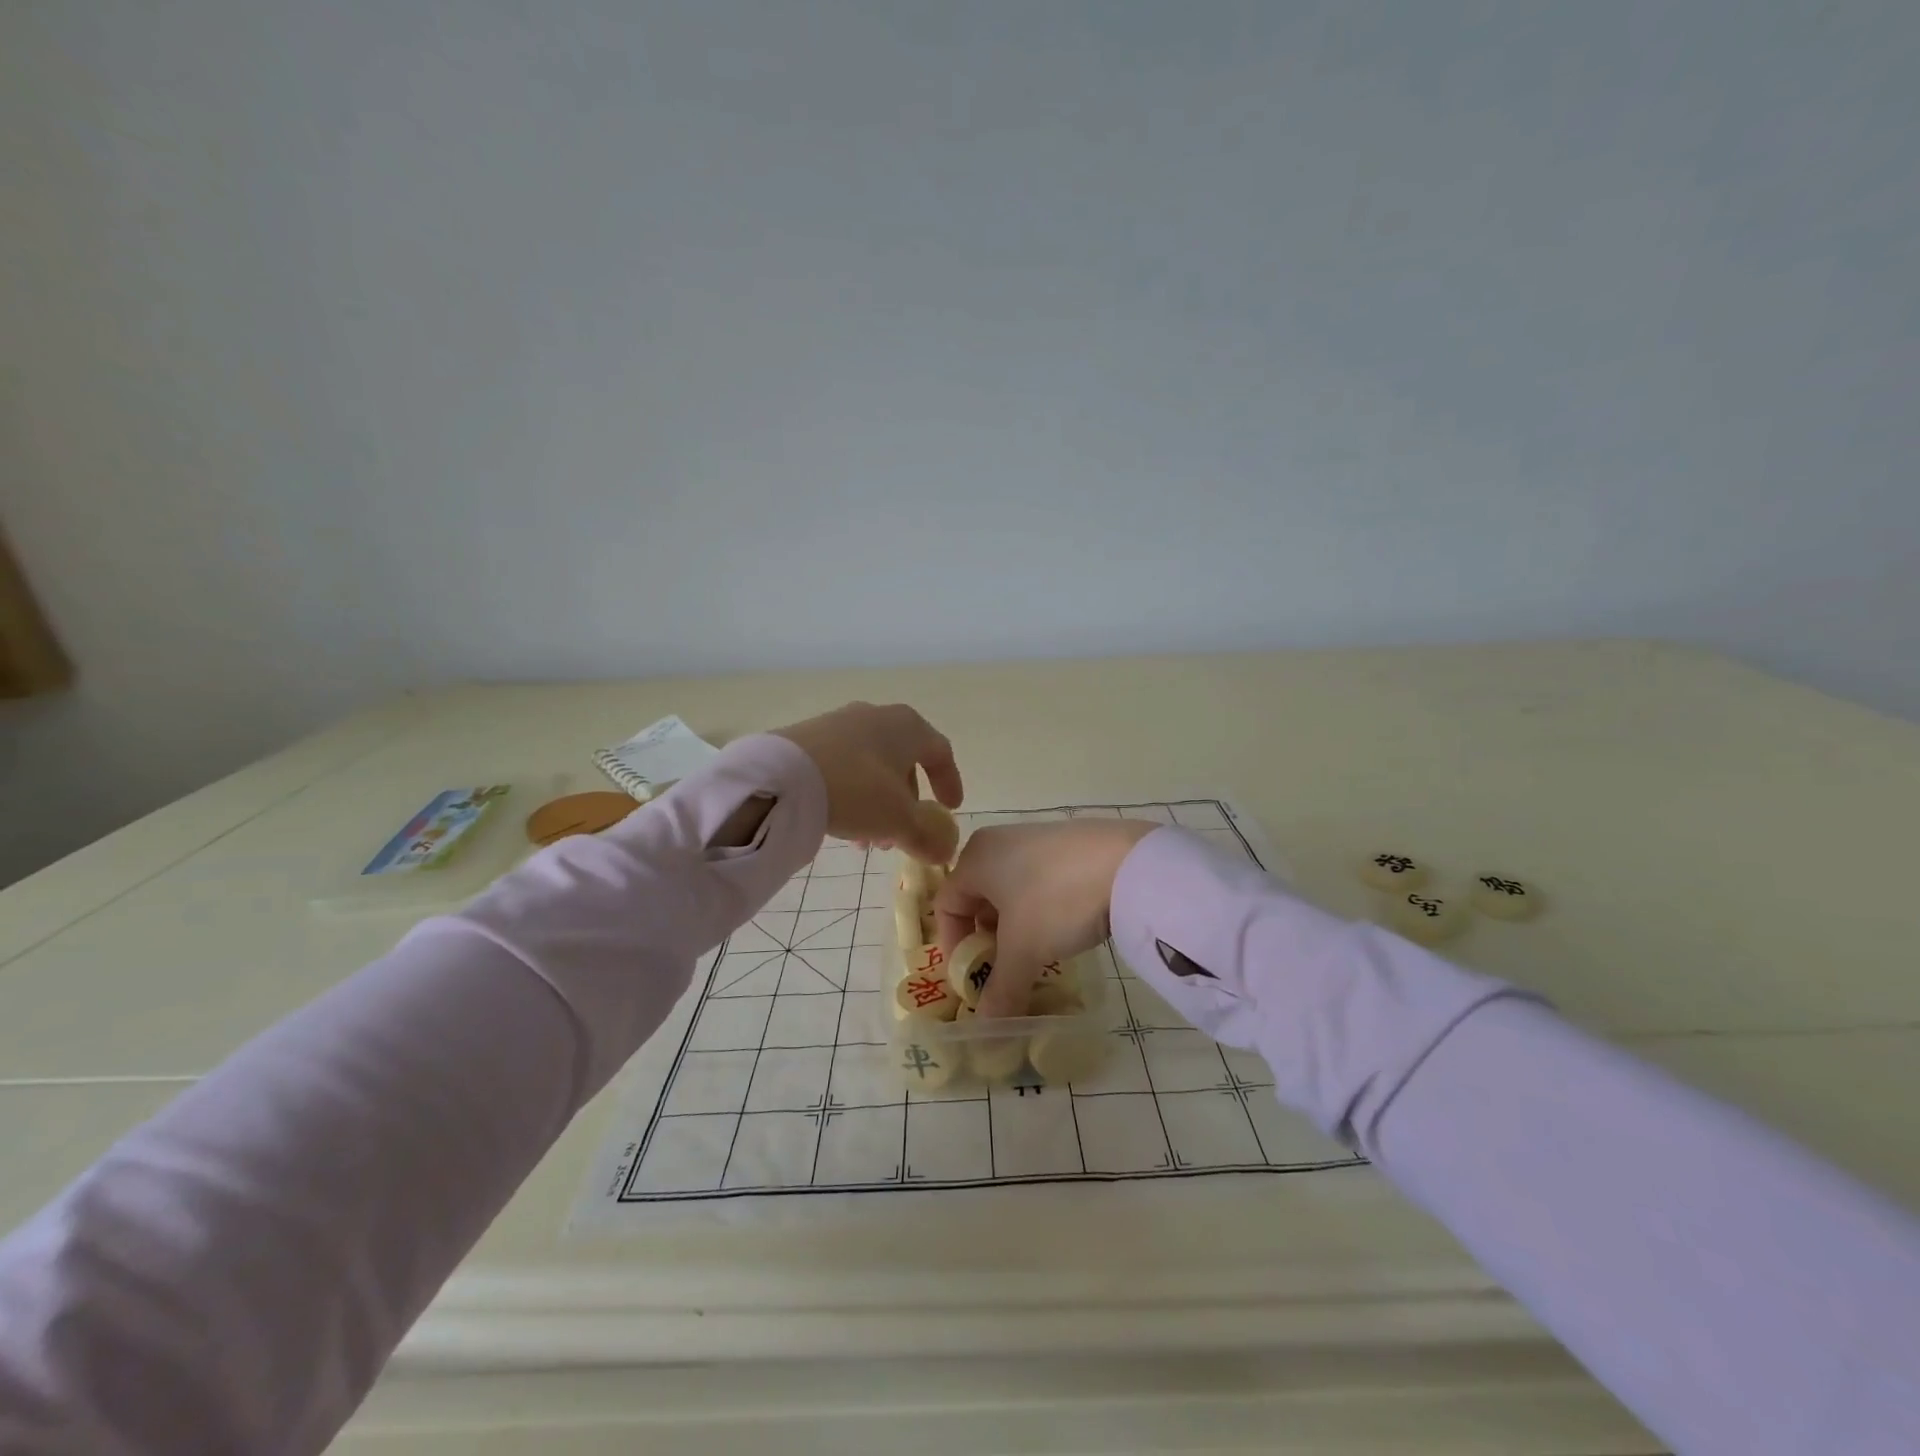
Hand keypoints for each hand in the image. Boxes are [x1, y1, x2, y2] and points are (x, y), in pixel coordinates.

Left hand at [771, 702, 963, 861]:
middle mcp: (875, 717)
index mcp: (906, 726)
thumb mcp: (899, 820)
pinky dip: (852, 795)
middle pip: (903, 762)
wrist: (780, 776)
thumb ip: (928, 836)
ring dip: (878, 805)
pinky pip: (843, 767)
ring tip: (867, 842)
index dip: (949, 781)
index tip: (951, 809)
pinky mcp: (808, 738)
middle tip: (903, 836)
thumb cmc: (855, 790)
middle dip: (907, 803)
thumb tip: (945, 849)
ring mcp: (839, 724)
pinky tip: (839, 825)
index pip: (939, 751)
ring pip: (871, 768)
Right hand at [934, 819, 1155, 1016]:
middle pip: (977, 898)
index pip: (946, 906)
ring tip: (1037, 955)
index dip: (954, 948)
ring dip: (1015, 928)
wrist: (1131, 862)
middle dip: (986, 940)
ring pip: (1010, 891)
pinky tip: (1064, 928)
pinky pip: (1038, 881)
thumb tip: (985, 1032)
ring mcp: (1035, 838)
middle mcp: (998, 842)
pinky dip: (1040, 910)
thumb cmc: (1057, 900)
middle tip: (1005, 971)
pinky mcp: (1067, 844)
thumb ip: (1000, 991)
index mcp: (975, 858)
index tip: (973, 979)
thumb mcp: (1024, 951)